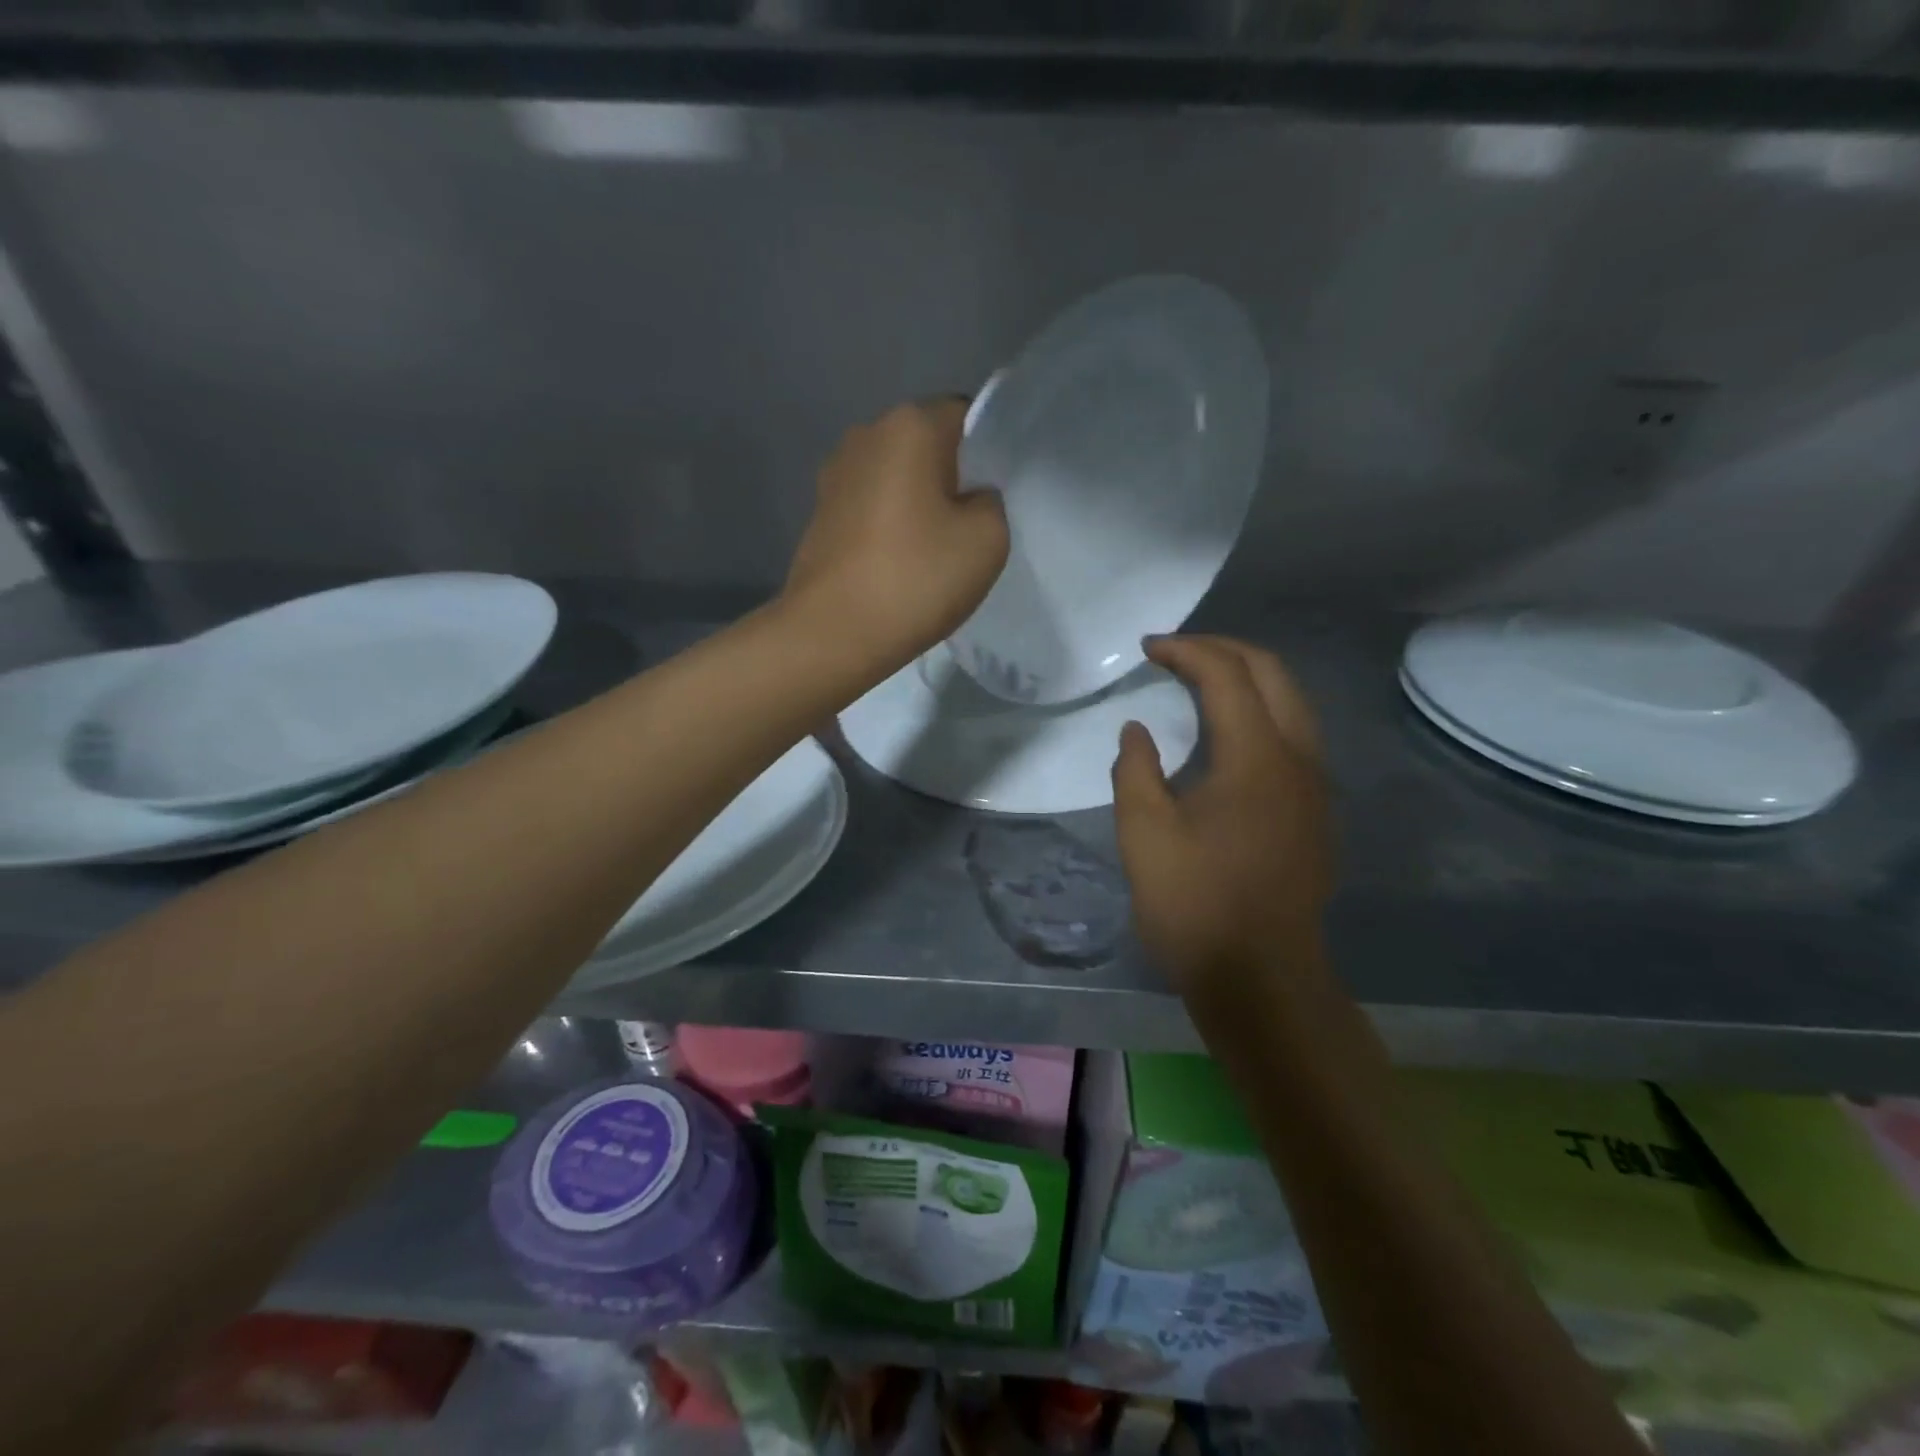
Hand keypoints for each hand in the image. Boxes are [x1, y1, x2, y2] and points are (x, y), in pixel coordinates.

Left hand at [784, 400, 1008, 675]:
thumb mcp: (988, 540)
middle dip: (952, 477)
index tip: (996, 497)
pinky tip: (899, 563)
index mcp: (909, 425)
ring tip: (932, 551)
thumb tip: (971, 498)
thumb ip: (992, 502)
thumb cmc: (915, 579)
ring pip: (897, 476)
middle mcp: (866, 434)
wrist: (832, 633)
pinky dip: (889, 524)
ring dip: (918, 503)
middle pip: (928, 444)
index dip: (989, 454)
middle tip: (970, 528)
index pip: (967, 416)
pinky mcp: (819, 511)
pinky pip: (871, 504)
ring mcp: (835, 473)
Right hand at [1112, 635, 1333, 994]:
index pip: (1226, 675)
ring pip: (1293, 703)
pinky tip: (1229, 733)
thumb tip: (1138, 730)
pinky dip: (1263, 711)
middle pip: (1273, 673)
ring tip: (1202, 680)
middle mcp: (1298, 758)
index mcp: (1256, 757)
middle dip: (1224, 650)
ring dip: (1249, 678)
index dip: (1186, 651)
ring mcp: (1314, 786)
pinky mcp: (1315, 812)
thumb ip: (1135, 769)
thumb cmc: (1195, 903)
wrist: (1261, 977)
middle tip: (1177, 651)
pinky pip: (1295, 736)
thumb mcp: (1143, 833)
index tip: (1148, 648)